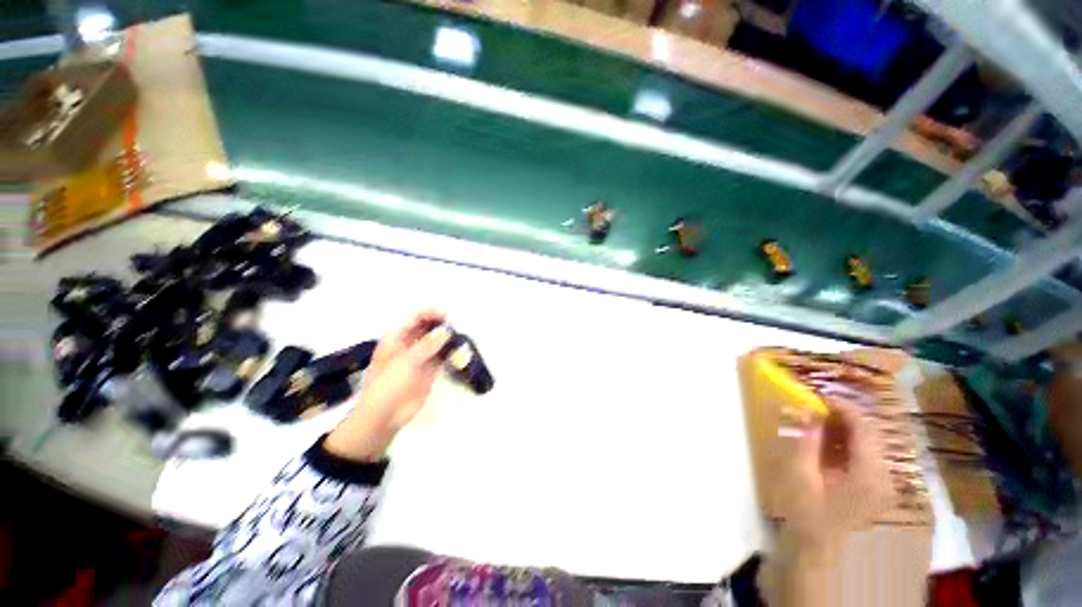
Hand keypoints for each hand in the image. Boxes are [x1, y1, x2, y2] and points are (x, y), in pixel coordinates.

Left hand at [324, 309, 450, 461]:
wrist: (384, 416)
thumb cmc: (388, 385)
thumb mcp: (405, 362)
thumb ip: (426, 345)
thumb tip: (446, 331)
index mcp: (396, 337)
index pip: (414, 317)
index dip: (430, 313)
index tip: (447, 316)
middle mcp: (409, 343)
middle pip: (427, 326)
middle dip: (442, 324)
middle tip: (458, 327)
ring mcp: (420, 356)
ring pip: (437, 340)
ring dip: (448, 337)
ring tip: (462, 337)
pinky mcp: (430, 369)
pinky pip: (443, 355)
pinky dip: (451, 351)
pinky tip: (461, 350)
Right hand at [772, 401, 890, 551]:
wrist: (820, 560)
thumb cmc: (809, 518)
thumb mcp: (801, 478)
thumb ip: (805, 441)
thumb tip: (805, 409)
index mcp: (871, 473)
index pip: (865, 426)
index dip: (841, 405)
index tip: (814, 395)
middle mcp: (886, 476)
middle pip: (869, 433)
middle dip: (839, 416)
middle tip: (809, 409)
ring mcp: (883, 485)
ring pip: (867, 444)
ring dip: (841, 430)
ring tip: (812, 423)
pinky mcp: (875, 491)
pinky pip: (864, 458)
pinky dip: (844, 445)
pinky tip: (823, 446)